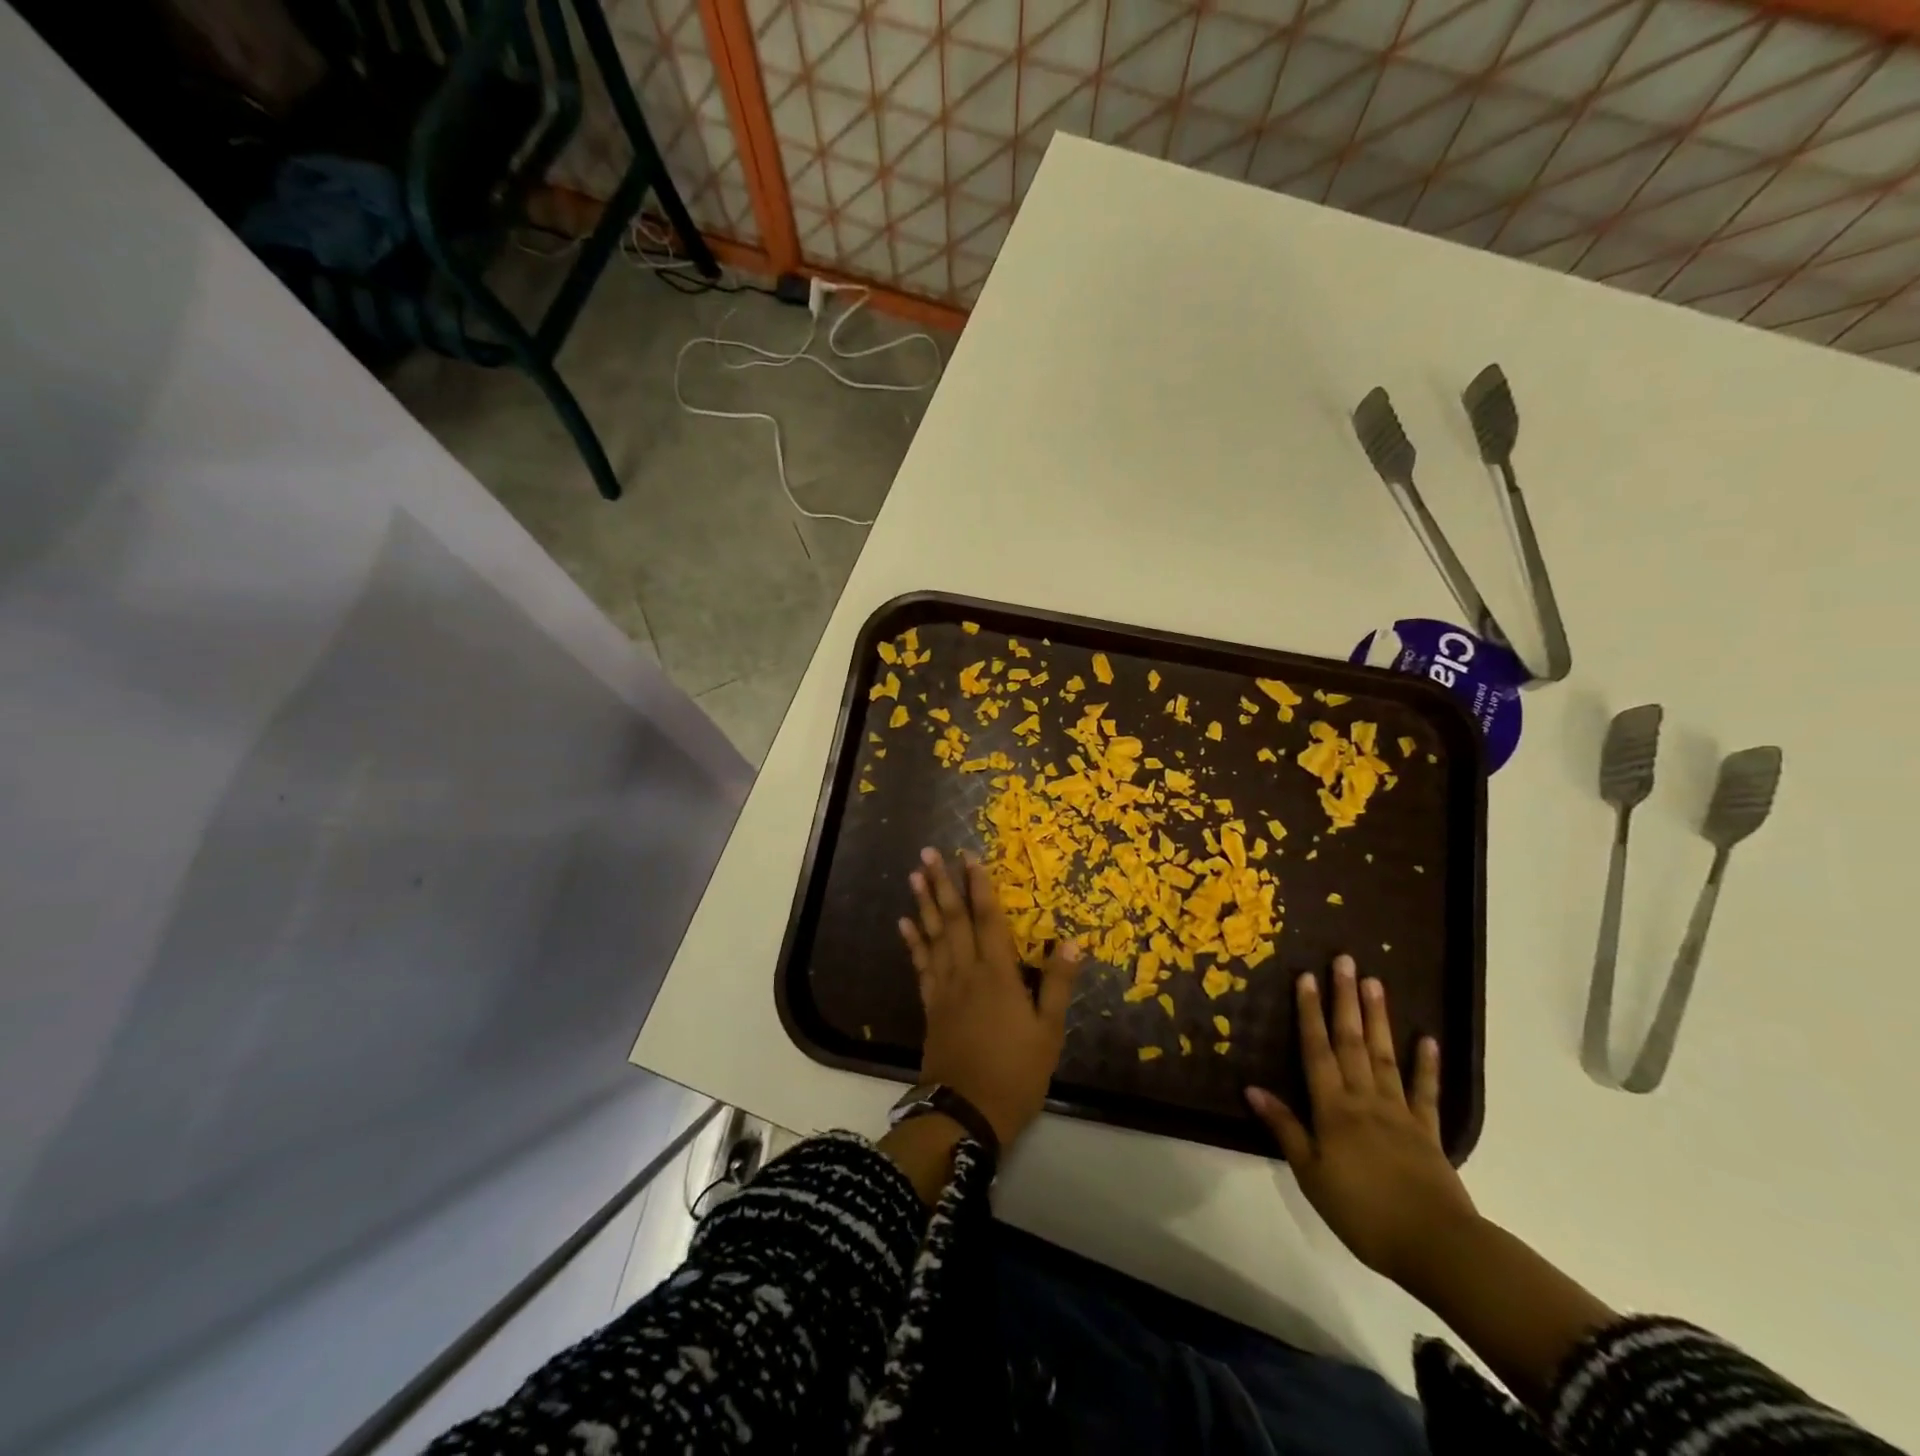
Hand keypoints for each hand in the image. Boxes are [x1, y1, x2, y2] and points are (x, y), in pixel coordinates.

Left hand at [898, 847, 1081, 1146]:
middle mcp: (967, 972)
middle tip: (928, 853)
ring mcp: (944, 989)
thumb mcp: (1049, 1032)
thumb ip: (1058, 983)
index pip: (988, 920)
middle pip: (953, 920)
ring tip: (914, 876)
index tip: (970, 857)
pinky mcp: (931, 1006)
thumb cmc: (1016, 1073)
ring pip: (933, 936)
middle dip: (942, 884)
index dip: (980, 887)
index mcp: (998, 975)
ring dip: (924, 904)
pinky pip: (921, 966)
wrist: (966, 1112)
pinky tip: (905, 924)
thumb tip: (1072, 940)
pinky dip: (913, 943)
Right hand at [1245, 955, 1477, 1285]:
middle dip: (1345, 1000)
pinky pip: (1426, 1092)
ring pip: (1385, 1056)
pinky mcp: (1429, 1132)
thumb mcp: (1311, 1175)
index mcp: (1333, 1109)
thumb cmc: (1363, 1213)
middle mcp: (1365, 1099)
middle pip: (1352, 1042)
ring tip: (1375, 982)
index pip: (1317, 1050)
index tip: (1306, 977)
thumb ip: (1285, 1128)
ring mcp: (1400, 1112)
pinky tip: (1426, 1039)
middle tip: (1345, 961)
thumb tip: (1252, 1088)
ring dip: (1379, 1018)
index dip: (1309, 1013)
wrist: (1437, 1247)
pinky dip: (1426, 1064)